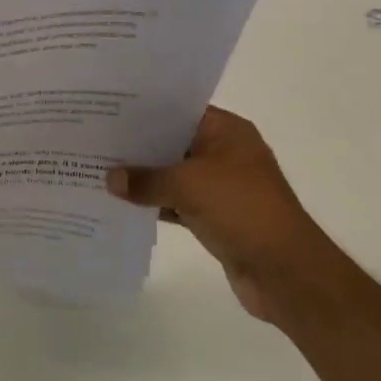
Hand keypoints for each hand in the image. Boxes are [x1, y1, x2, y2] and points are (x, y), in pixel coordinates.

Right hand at [107, 106, 335, 324]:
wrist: (285, 272)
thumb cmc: (241, 209)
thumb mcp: (187, 185)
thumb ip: (145, 179)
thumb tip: (110, 179)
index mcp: (227, 132)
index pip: (179, 110)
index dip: (144, 109)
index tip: (107, 108)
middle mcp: (225, 153)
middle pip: (173, 141)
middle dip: (138, 144)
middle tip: (95, 137)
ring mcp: (221, 187)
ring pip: (173, 174)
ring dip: (144, 177)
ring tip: (100, 168)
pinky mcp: (215, 217)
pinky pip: (177, 202)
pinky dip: (155, 203)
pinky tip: (122, 203)